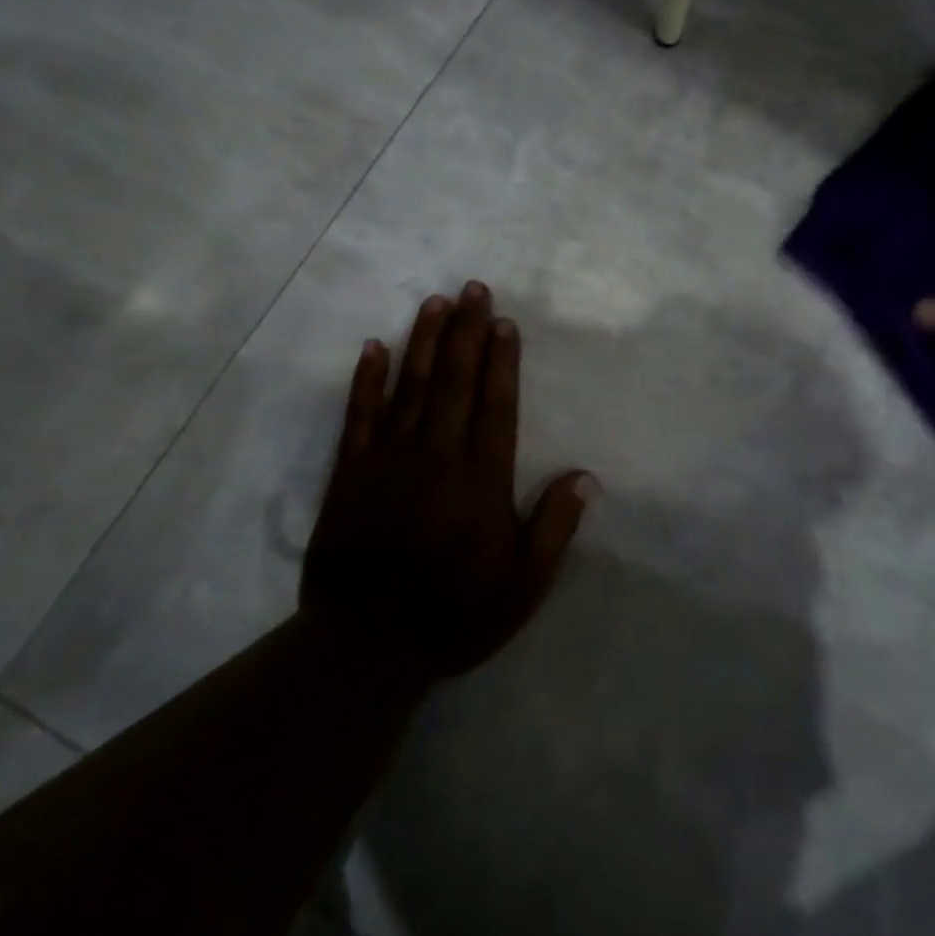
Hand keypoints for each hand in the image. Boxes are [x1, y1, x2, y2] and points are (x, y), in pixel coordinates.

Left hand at [302, 282, 596, 685]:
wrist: (365, 646)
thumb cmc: (454, 615)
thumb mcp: (523, 585)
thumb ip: (554, 527)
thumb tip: (586, 477)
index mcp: (480, 480)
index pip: (495, 405)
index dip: (501, 361)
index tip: (504, 322)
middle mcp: (435, 456)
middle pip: (453, 382)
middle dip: (466, 332)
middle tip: (473, 288)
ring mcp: (387, 461)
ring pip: (409, 387)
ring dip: (423, 341)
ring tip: (435, 302)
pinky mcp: (348, 474)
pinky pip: (357, 416)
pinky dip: (366, 380)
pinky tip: (373, 347)